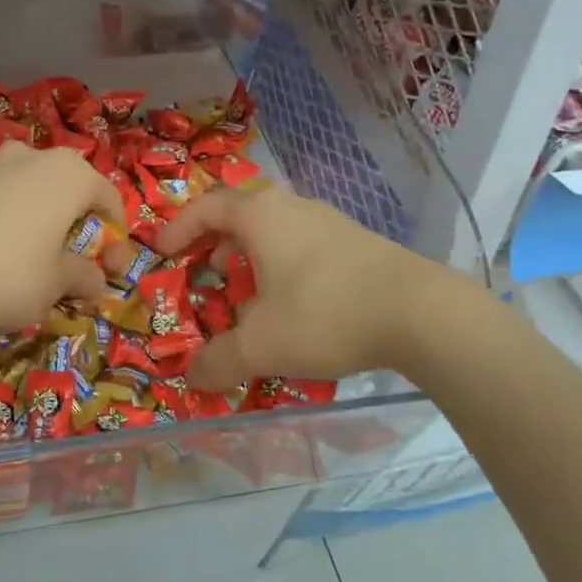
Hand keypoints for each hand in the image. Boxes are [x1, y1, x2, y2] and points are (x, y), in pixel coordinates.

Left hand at [0, 142, 124, 334]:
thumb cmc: (9, 274)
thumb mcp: (56, 283)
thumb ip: (83, 276)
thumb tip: (95, 280)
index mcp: (69, 174)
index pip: (107, 198)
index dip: (115, 236)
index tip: (111, 271)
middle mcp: (33, 157)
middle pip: (69, 187)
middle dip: (76, 221)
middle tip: (74, 260)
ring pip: (31, 188)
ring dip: (41, 217)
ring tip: (34, 256)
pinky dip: (8, 220)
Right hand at [154, 186, 479, 389]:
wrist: (420, 312)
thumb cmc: (324, 313)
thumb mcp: (261, 345)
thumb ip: (218, 360)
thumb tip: (191, 375)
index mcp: (260, 215)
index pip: (205, 208)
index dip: (178, 228)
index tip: (161, 251)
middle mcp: (291, 206)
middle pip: (239, 213)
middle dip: (214, 242)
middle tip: (201, 272)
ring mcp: (327, 220)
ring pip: (273, 229)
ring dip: (249, 255)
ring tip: (243, 292)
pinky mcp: (354, 241)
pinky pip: (300, 243)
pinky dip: (280, 264)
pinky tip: (290, 303)